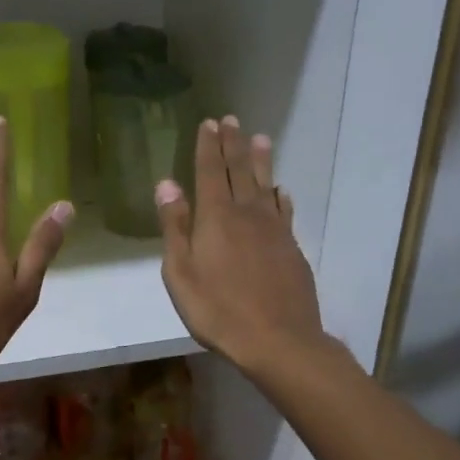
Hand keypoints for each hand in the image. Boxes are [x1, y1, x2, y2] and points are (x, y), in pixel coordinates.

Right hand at [156, 117, 323, 372]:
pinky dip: (280, 195)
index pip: (211, 172)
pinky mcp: (292, 247)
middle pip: (240, 171)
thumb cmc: (217, 310)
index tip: (209, 123)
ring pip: (266, 184)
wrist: (278, 339)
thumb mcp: (181, 273)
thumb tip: (167, 184)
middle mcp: (248, 214)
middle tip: (231, 120)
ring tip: (260, 138)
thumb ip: (175, 227)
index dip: (208, 147)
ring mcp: (274, 230)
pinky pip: (285, 210)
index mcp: (216, 218)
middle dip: (233, 144)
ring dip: (261, 160)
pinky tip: (281, 190)